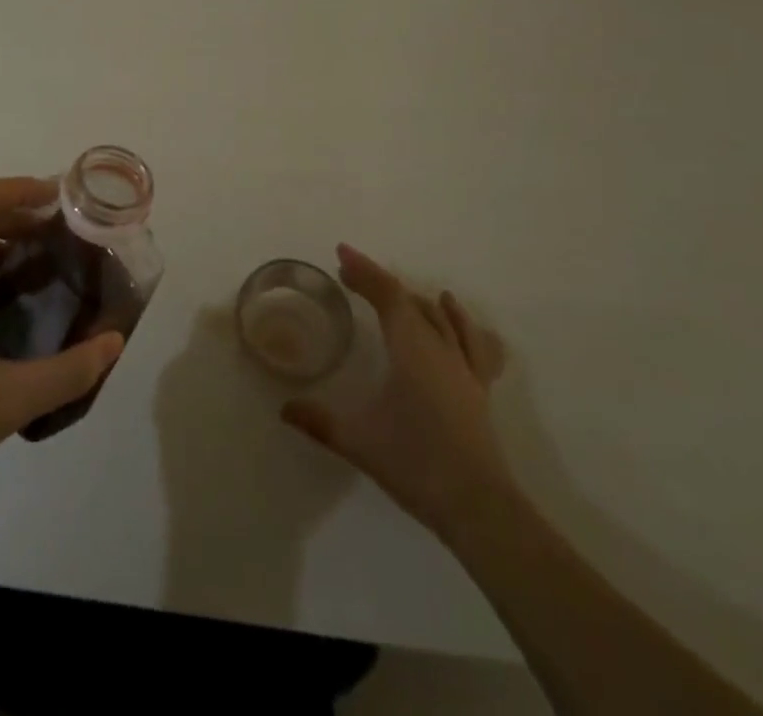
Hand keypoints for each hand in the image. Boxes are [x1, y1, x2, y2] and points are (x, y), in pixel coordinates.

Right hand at [281, 243, 514, 543]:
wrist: (479, 508)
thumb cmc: (416, 464)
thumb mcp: (359, 442)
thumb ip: (319, 422)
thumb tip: (284, 408)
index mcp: (412, 350)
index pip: (387, 296)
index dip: (365, 271)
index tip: (341, 255)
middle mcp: (440, 349)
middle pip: (411, 300)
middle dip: (380, 282)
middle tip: (352, 275)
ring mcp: (465, 368)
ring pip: (442, 317)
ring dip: (415, 299)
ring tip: (398, 293)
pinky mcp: (479, 388)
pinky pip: (474, 342)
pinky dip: (460, 322)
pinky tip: (454, 315)